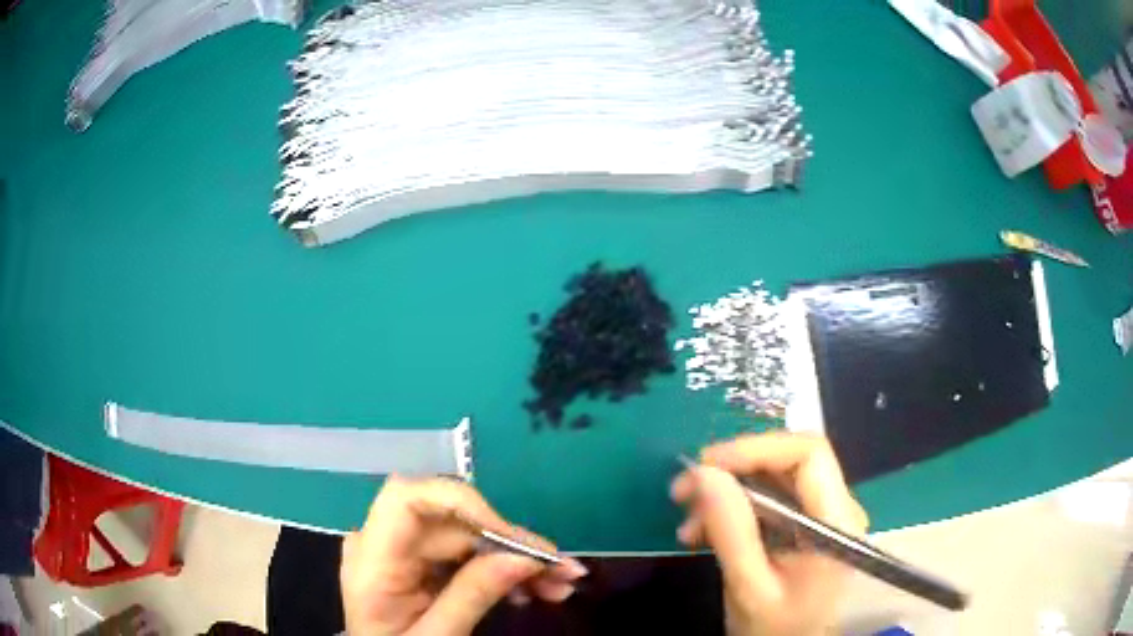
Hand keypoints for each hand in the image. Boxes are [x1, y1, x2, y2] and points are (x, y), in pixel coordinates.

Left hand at [341, 476, 587, 635]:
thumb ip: (473, 596)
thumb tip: (525, 558)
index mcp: (372, 560)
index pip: (406, 498)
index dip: (461, 503)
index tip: (512, 537)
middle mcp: (383, 543)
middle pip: (451, 523)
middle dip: (511, 544)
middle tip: (563, 572)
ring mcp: (403, 551)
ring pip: (468, 536)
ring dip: (516, 558)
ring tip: (559, 586)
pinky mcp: (420, 562)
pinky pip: (465, 554)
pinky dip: (501, 569)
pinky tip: (532, 590)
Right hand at [670, 433, 868, 635]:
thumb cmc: (776, 629)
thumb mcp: (749, 588)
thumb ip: (732, 532)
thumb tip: (703, 473)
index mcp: (836, 522)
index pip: (809, 454)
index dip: (757, 448)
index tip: (706, 465)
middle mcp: (836, 508)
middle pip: (788, 462)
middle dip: (733, 471)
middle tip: (682, 492)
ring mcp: (821, 516)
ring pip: (774, 479)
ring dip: (727, 493)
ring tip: (688, 524)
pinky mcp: (804, 525)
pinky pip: (769, 501)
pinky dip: (733, 510)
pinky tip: (702, 533)